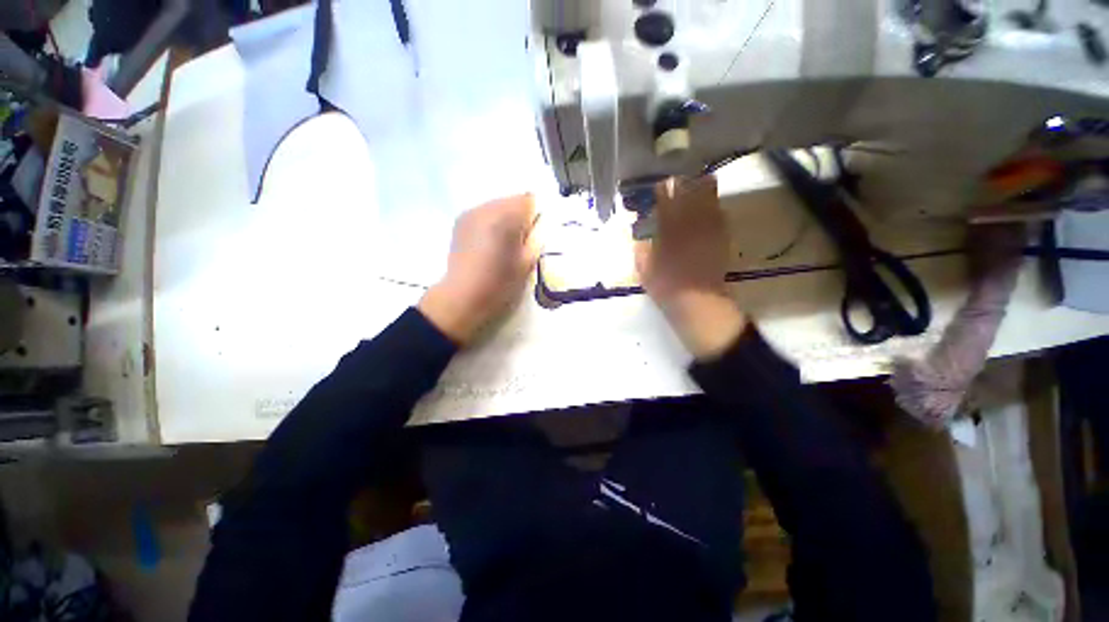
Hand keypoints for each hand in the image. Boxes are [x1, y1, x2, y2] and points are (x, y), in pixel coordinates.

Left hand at [418, 195, 538, 343]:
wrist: (462, 297)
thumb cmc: (500, 283)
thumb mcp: (527, 262)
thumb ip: (537, 238)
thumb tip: (541, 224)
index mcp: (506, 216)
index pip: (529, 199)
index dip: (536, 216)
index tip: (535, 235)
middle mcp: (487, 207)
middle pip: (512, 201)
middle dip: (520, 217)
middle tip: (521, 243)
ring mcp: (470, 212)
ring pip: (498, 207)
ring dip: (505, 220)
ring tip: (503, 245)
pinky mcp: (460, 221)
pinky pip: (484, 214)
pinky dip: (491, 224)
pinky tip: (488, 245)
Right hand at [636, 175, 745, 359]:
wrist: (697, 301)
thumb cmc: (664, 284)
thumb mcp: (642, 265)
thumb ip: (640, 243)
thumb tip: (639, 228)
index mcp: (668, 225)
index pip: (665, 194)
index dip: (660, 186)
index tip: (656, 186)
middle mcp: (691, 218)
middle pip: (691, 184)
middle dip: (682, 179)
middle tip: (675, 182)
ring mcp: (710, 224)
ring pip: (709, 192)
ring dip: (698, 186)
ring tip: (691, 189)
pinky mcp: (722, 233)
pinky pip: (719, 209)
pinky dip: (711, 205)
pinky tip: (704, 210)